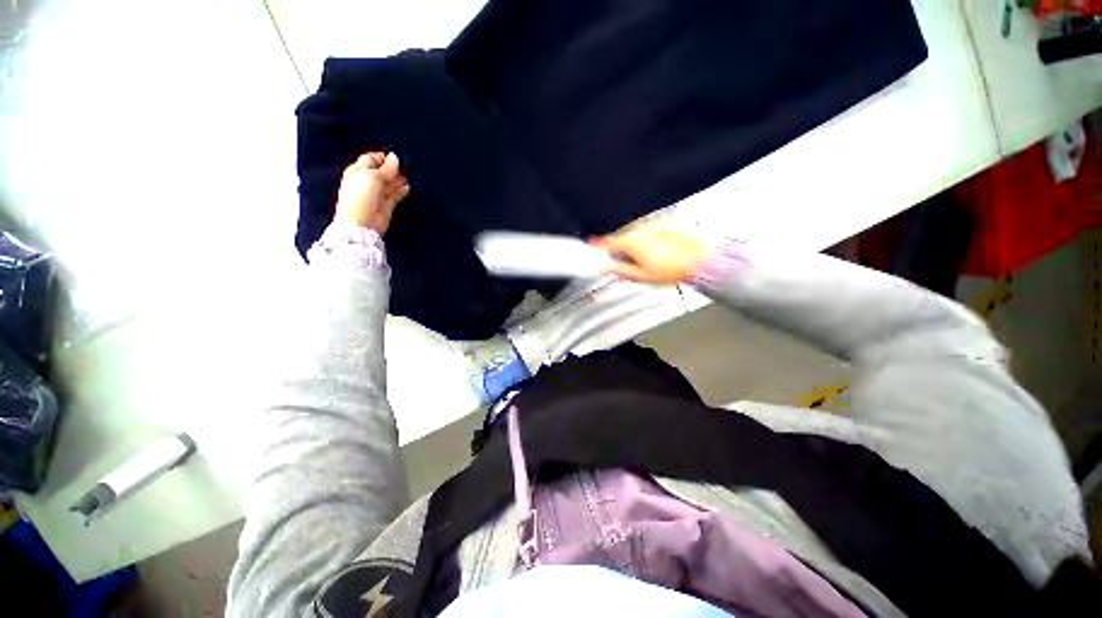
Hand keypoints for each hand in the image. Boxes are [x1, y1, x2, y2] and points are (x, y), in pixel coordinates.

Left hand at [334, 152, 410, 234]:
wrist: (362, 223)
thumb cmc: (361, 198)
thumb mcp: (373, 177)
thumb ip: (386, 168)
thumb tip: (395, 158)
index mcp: (357, 171)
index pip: (371, 159)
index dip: (383, 157)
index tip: (396, 157)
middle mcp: (367, 181)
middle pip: (382, 171)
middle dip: (393, 168)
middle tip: (404, 167)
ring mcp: (377, 194)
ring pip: (390, 183)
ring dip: (399, 179)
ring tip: (408, 177)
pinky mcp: (386, 204)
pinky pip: (396, 194)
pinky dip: (402, 190)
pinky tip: (407, 187)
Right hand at [590, 216, 710, 284]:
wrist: (699, 260)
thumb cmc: (671, 269)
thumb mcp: (640, 276)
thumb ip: (618, 270)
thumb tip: (602, 267)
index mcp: (630, 242)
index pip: (604, 243)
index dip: (595, 247)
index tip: (589, 249)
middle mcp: (638, 230)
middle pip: (618, 240)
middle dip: (617, 251)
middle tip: (623, 266)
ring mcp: (650, 227)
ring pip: (631, 237)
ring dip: (631, 247)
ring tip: (644, 262)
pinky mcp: (660, 226)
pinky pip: (644, 234)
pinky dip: (643, 242)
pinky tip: (654, 254)